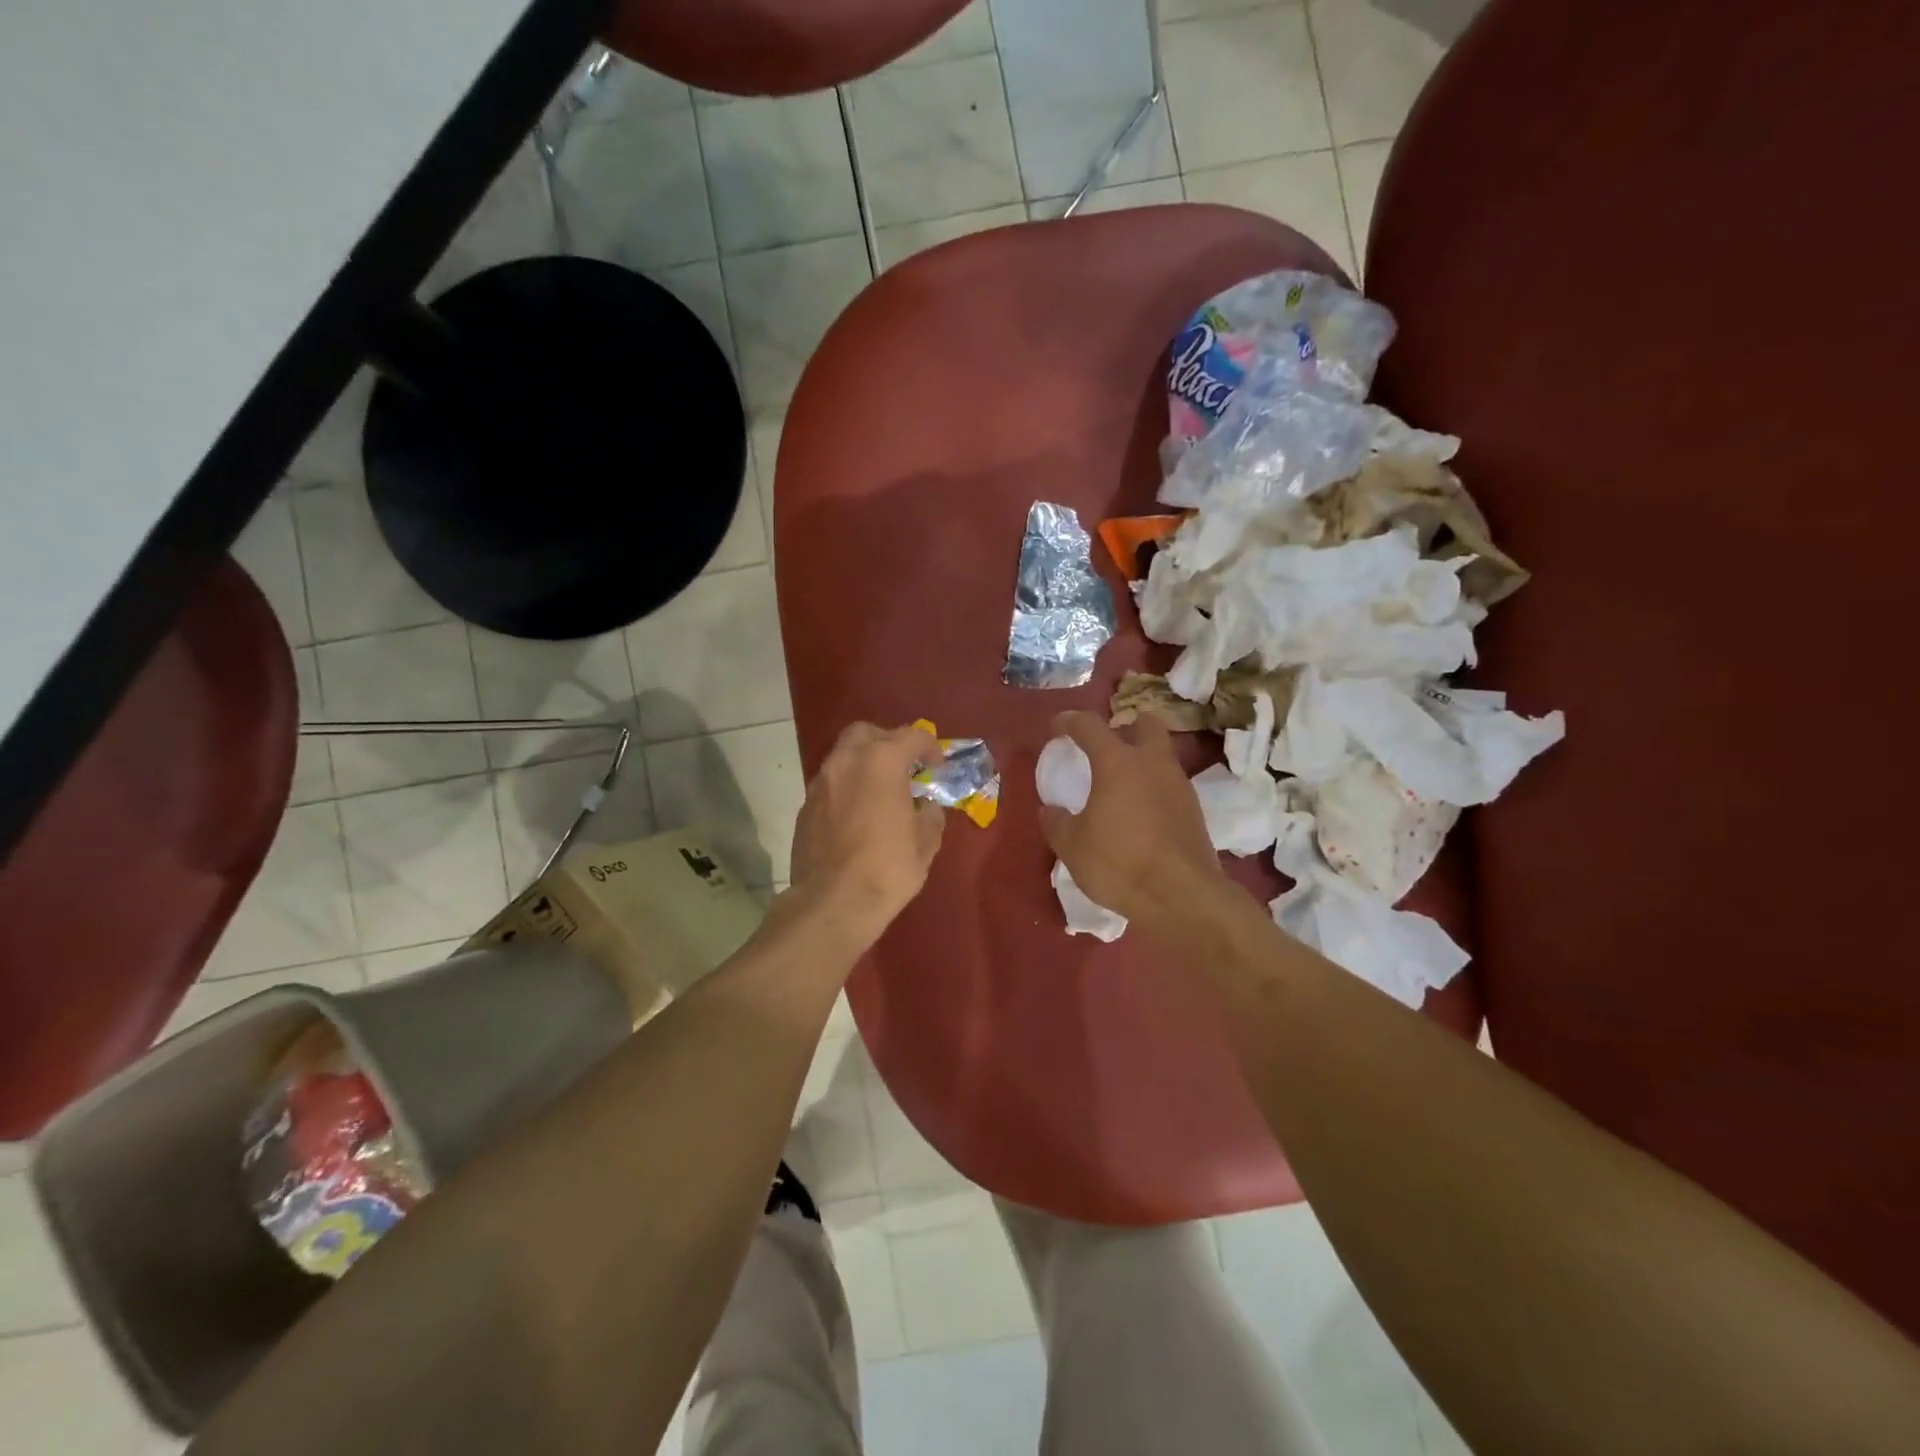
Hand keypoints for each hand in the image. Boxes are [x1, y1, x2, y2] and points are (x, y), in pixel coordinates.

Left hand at [788, 722, 947, 944]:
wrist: (832, 903)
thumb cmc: (887, 869)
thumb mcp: (925, 843)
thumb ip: (930, 814)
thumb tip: (925, 806)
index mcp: (881, 762)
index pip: (911, 736)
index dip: (929, 747)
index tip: (937, 767)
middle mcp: (846, 762)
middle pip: (866, 733)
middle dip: (887, 742)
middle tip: (904, 767)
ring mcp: (820, 783)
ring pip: (844, 757)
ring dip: (864, 765)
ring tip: (881, 793)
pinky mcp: (805, 807)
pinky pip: (831, 784)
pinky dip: (847, 788)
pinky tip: (858, 815)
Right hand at [1039, 711, 1230, 935]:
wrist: (1182, 896)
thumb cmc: (1119, 863)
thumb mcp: (1072, 846)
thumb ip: (1058, 823)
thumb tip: (1051, 810)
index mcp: (1117, 762)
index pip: (1090, 725)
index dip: (1069, 721)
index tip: (1057, 727)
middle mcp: (1152, 764)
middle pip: (1145, 724)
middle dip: (1126, 727)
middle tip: (1106, 746)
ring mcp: (1179, 785)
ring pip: (1161, 756)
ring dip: (1141, 761)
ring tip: (1120, 786)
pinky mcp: (1194, 811)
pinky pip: (1169, 785)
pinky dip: (1153, 789)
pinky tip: (1139, 814)